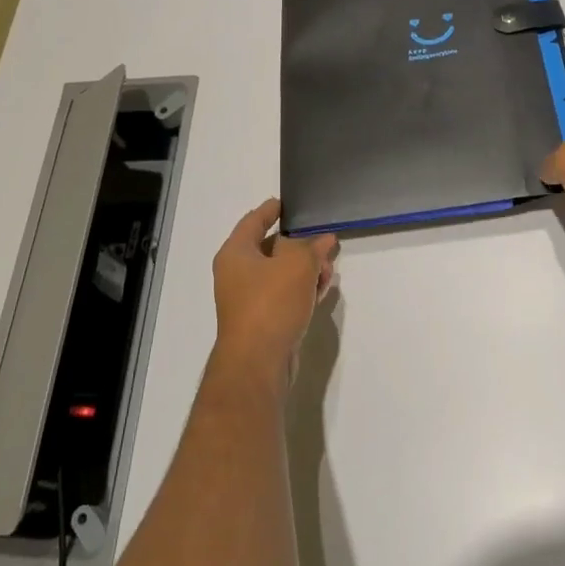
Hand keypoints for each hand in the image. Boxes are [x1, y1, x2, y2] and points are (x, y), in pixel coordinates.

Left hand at [211, 198, 336, 386]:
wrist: (258, 363)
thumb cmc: (271, 303)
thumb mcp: (297, 264)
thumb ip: (312, 247)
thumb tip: (324, 240)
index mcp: (236, 253)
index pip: (254, 221)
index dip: (271, 210)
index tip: (288, 202)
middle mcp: (237, 274)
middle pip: (270, 248)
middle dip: (299, 244)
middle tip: (324, 240)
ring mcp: (248, 300)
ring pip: (280, 274)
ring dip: (304, 269)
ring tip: (329, 268)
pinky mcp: (262, 321)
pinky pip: (284, 296)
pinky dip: (301, 289)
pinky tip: (321, 289)